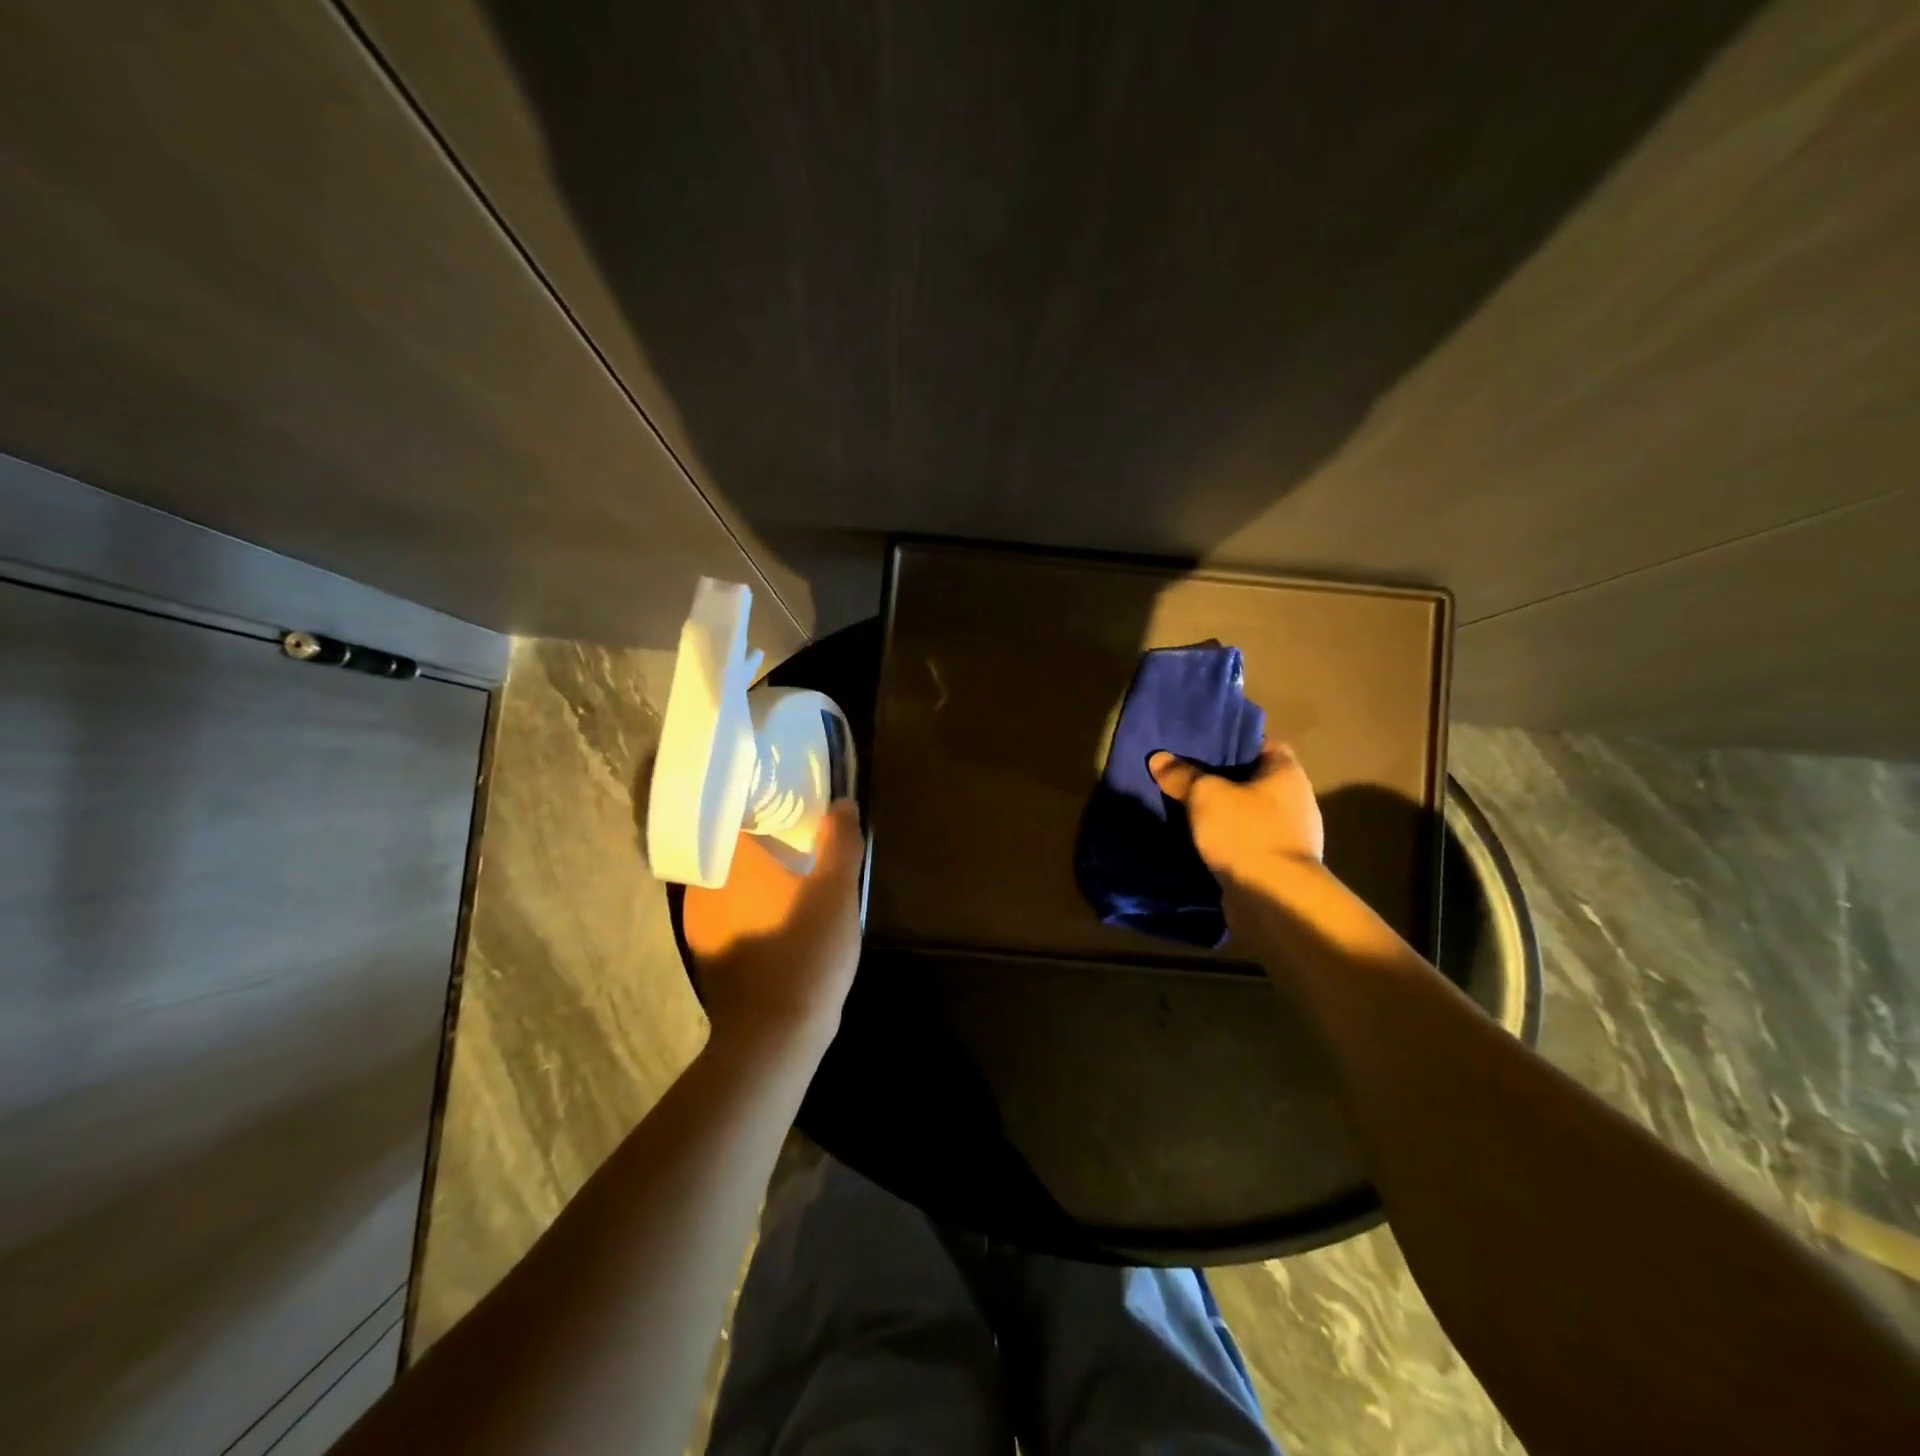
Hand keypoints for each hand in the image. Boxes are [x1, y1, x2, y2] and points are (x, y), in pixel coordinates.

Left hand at [682, 801, 865, 1056]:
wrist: (774, 1034)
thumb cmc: (806, 950)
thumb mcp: (837, 892)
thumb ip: (840, 843)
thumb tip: (843, 802)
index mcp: (731, 862)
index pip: (730, 815)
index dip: (754, 804)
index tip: (779, 800)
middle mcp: (704, 887)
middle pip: (725, 848)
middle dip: (753, 839)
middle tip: (787, 831)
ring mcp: (698, 923)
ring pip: (722, 883)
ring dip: (747, 875)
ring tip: (782, 869)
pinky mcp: (704, 953)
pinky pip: (722, 913)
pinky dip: (742, 906)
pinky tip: (770, 914)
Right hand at [1148, 740, 1323, 878]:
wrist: (1274, 899)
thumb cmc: (1245, 833)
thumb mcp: (1205, 796)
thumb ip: (1182, 775)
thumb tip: (1159, 758)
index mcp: (1287, 773)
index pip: (1261, 744)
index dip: (1231, 742)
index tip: (1200, 746)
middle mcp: (1295, 800)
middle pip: (1253, 781)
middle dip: (1221, 781)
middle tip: (1184, 777)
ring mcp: (1290, 836)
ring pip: (1248, 815)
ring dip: (1223, 816)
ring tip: (1185, 811)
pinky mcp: (1278, 866)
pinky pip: (1246, 844)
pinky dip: (1227, 843)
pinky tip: (1200, 844)